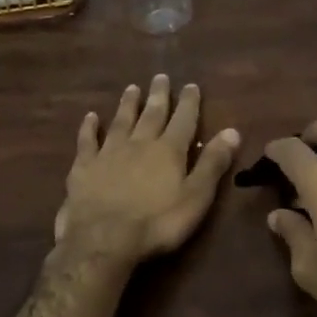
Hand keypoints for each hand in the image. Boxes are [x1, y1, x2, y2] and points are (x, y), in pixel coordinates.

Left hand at [54, 75, 239, 268]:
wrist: (103, 239)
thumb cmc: (157, 223)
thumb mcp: (196, 197)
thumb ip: (213, 164)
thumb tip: (232, 131)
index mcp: (169, 151)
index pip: (183, 120)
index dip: (189, 102)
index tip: (191, 85)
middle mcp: (139, 143)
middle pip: (151, 114)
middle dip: (158, 95)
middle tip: (160, 77)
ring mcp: (108, 153)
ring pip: (121, 121)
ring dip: (127, 104)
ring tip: (131, 88)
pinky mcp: (84, 167)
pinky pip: (87, 141)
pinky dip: (89, 127)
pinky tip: (90, 117)